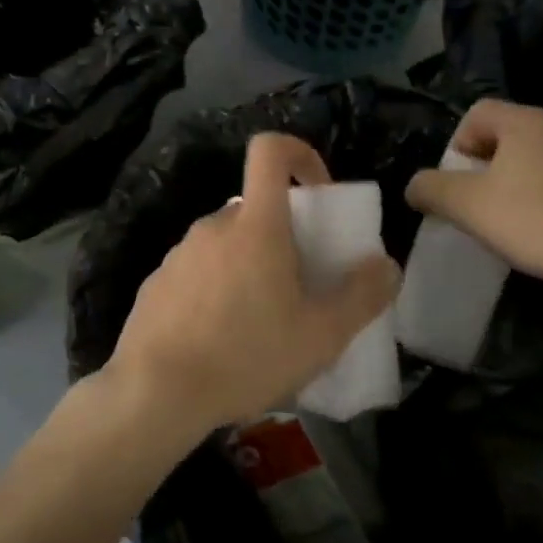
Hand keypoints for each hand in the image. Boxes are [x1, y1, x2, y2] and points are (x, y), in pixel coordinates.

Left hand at [104, 133, 400, 437]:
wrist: (156, 391)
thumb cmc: (246, 356)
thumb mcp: (320, 336)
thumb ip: (361, 296)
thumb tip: (386, 265)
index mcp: (255, 225)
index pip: (270, 151)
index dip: (299, 155)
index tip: (318, 192)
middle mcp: (213, 226)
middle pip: (255, 211)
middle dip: (282, 238)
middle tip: (298, 288)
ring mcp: (179, 253)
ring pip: (227, 245)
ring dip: (249, 268)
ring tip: (260, 325)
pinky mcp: (157, 282)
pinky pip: (198, 271)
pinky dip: (216, 289)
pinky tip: (219, 339)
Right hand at [404, 99, 542, 298]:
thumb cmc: (536, 222)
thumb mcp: (466, 207)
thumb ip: (430, 189)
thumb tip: (416, 186)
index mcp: (528, 123)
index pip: (480, 112)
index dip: (460, 142)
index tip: (459, 181)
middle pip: (517, 135)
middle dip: (496, 164)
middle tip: (487, 204)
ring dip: (534, 180)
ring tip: (528, 220)